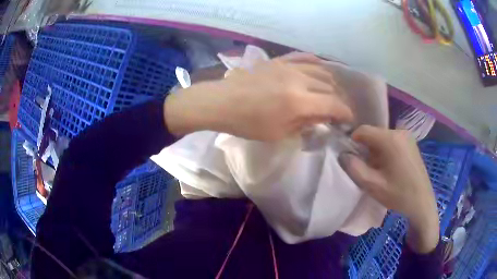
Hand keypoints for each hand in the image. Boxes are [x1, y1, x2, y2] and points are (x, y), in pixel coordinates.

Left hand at [164, 54, 352, 140]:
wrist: (222, 102)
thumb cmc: (248, 124)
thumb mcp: (279, 133)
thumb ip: (305, 124)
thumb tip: (322, 118)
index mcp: (299, 102)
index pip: (334, 104)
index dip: (345, 113)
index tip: (347, 120)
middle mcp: (299, 80)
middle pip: (330, 87)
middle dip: (337, 100)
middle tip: (335, 111)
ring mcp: (289, 67)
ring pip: (321, 71)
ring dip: (329, 83)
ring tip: (328, 93)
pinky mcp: (279, 61)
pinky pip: (304, 57)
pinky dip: (315, 64)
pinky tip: (319, 69)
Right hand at [339, 125, 439, 253]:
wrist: (422, 202)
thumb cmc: (398, 194)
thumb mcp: (372, 185)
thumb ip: (354, 168)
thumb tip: (343, 154)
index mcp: (390, 139)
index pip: (363, 130)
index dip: (352, 142)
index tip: (352, 158)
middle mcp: (399, 132)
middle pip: (374, 134)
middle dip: (366, 149)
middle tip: (367, 168)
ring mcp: (407, 137)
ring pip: (383, 138)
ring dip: (376, 151)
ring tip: (379, 170)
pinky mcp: (411, 144)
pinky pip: (393, 141)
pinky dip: (386, 151)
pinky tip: (390, 168)